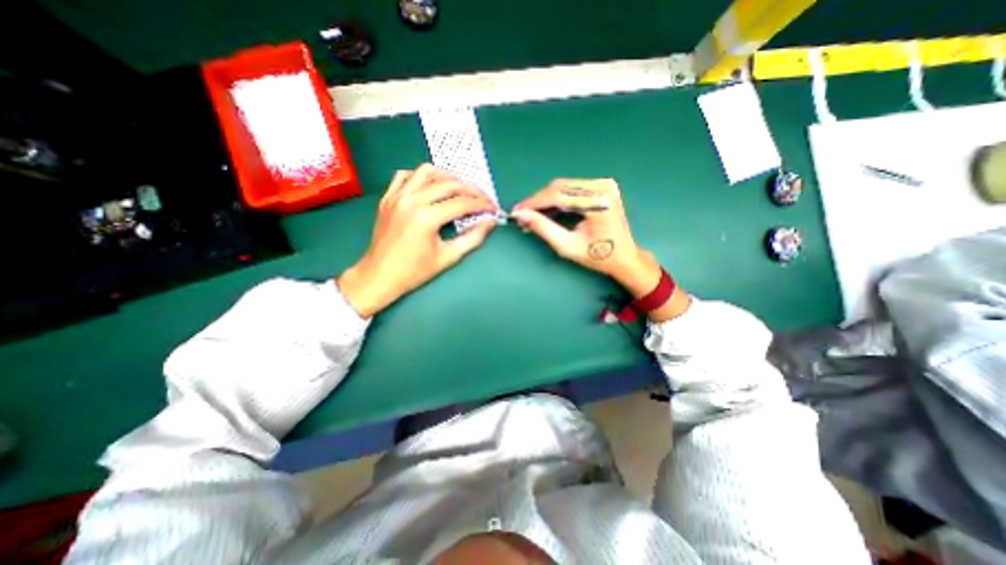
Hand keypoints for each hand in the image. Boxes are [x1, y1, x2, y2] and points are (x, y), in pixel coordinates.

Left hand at [336, 163, 495, 318]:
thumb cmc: (414, 271)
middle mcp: (411, 200)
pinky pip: (405, 175)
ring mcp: (396, 196)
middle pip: (449, 184)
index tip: (493, 208)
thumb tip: (491, 222)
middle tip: (483, 199)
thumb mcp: (448, 257)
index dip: (482, 204)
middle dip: (471, 190)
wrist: (379, 276)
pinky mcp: (387, 197)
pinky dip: (422, 177)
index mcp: (426, 217)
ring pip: (427, 172)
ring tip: (460, 189)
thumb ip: (473, 238)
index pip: (462, 203)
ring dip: (448, 178)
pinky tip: (431, 187)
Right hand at [512, 178, 661, 297]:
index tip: (517, 211)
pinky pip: (571, 189)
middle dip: (538, 201)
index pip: (558, 195)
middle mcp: (602, 186)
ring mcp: (603, 184)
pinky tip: (548, 211)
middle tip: (523, 215)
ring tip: (533, 215)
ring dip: (546, 200)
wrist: (624, 257)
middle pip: (559, 187)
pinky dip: (557, 200)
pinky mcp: (601, 187)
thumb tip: (521, 215)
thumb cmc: (597, 256)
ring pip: (563, 187)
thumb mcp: (567, 245)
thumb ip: (543, 228)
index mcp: (598, 201)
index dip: (534, 203)